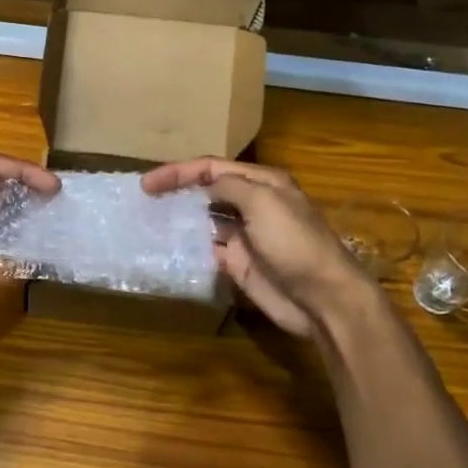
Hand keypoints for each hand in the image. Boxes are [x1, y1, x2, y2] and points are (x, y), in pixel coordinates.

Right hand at [141, 157, 372, 336]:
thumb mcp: (263, 202)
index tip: (147, 184)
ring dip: (180, 217)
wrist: (323, 298)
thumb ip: (229, 186)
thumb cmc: (295, 243)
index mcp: (262, 183)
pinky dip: (188, 246)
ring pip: (204, 219)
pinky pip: (207, 249)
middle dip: (177, 191)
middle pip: (207, 190)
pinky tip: (167, 247)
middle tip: (144, 199)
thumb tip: (203, 184)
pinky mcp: (239, 263)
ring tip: (148, 219)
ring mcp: (244, 235)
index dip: (178, 172)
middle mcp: (252, 204)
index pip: (212, 168)